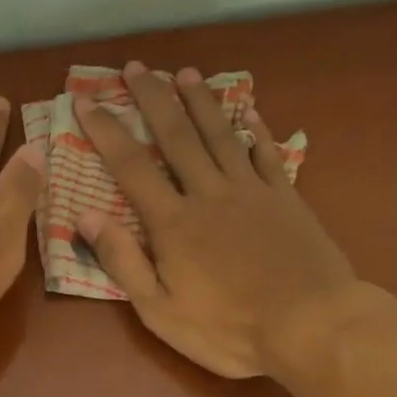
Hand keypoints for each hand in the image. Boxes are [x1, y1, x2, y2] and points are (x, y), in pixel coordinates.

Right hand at [74, 61, 368, 379]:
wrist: (310, 326)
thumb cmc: (228, 329)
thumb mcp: (160, 310)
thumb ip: (122, 261)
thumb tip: (85, 216)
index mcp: (173, 223)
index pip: (131, 167)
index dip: (106, 131)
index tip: (86, 101)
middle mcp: (209, 194)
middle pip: (176, 136)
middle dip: (153, 99)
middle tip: (136, 67)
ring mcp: (252, 192)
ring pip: (220, 135)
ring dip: (201, 102)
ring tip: (185, 73)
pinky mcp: (286, 199)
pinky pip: (267, 154)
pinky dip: (255, 130)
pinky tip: (248, 112)